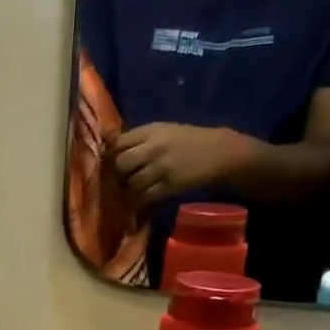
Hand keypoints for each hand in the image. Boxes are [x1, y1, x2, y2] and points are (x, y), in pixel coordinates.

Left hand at [113, 122, 249, 204]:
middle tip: (119, 178)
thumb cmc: (189, 140)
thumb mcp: (164, 130)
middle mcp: (154, 148)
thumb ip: (139, 138)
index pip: (119, 142)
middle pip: (121, 163)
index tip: (108, 161)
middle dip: (117, 173)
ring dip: (128, 188)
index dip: (110, 154)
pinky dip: (139, 200)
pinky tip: (141, 198)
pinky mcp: (169, 186)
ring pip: (131, 182)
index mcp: (151, 131)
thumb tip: (111, 147)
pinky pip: (144, 196)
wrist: (221, 152)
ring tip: (131, 189)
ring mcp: (161, 168)